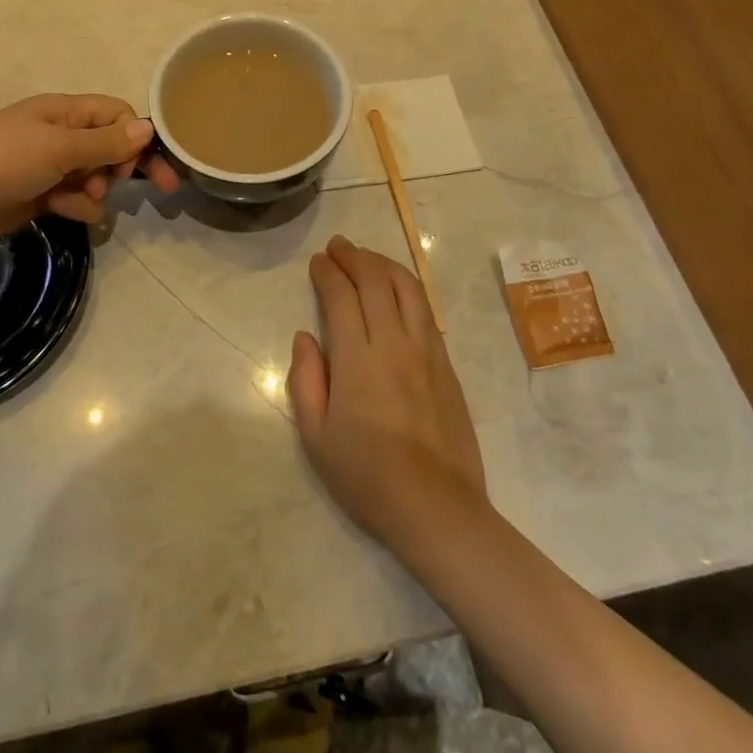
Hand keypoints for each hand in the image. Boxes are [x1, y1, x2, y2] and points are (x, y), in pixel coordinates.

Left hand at [0, 94, 178, 243]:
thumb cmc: (3, 160)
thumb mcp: (59, 148)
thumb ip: (106, 142)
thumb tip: (149, 128)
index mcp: (66, 111)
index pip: (117, 114)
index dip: (136, 137)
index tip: (144, 163)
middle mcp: (63, 134)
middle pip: (112, 146)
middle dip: (124, 166)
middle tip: (159, 188)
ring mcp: (52, 165)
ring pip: (97, 177)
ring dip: (98, 190)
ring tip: (81, 198)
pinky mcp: (44, 194)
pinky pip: (78, 199)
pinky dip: (78, 206)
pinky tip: (64, 211)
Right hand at [288, 236, 488, 553]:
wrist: (436, 506)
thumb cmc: (366, 475)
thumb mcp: (316, 436)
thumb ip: (306, 379)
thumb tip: (305, 337)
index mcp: (357, 358)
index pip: (342, 297)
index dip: (328, 272)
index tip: (318, 261)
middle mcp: (394, 343)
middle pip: (376, 282)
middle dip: (355, 257)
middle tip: (338, 246)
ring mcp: (426, 351)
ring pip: (408, 289)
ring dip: (385, 265)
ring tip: (368, 257)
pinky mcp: (446, 365)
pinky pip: (426, 311)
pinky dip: (409, 288)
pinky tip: (399, 290)